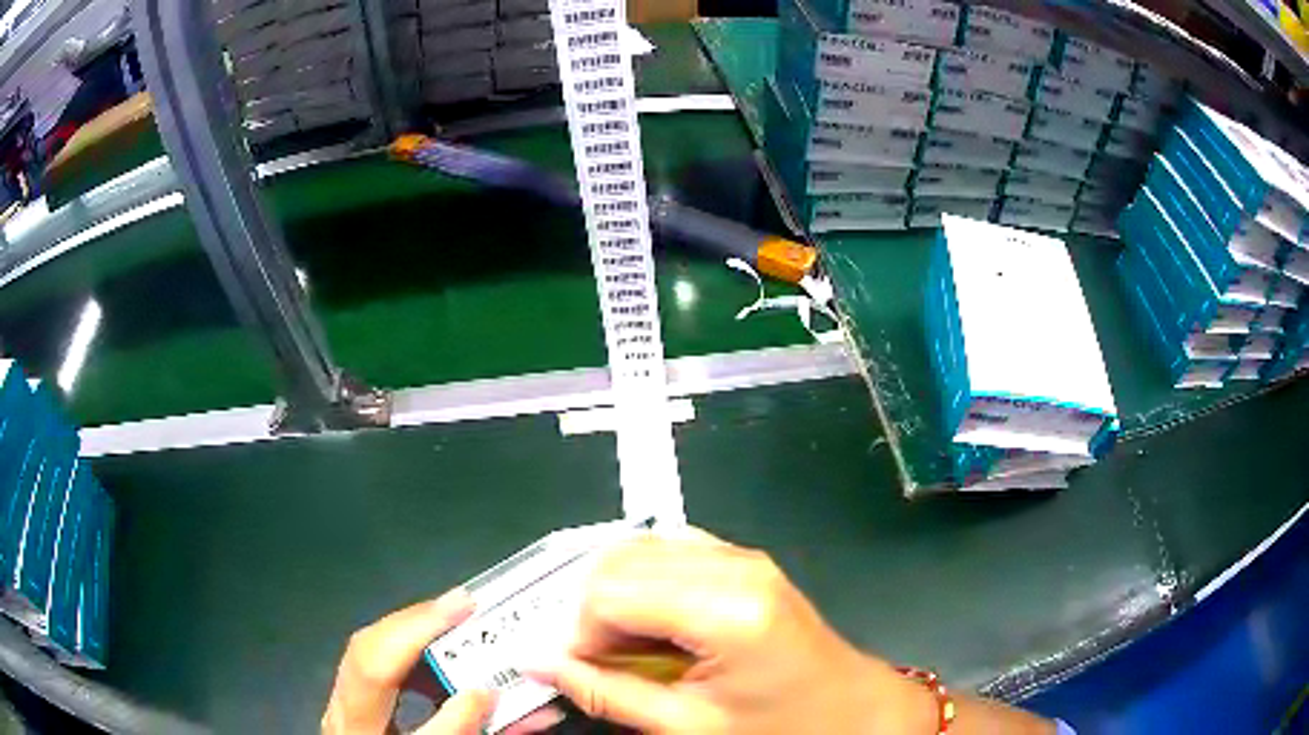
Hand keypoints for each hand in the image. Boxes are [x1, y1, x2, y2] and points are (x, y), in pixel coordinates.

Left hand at [322, 590, 495, 733]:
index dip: (418, 632)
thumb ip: (452, 730)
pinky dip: (404, 652)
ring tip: (451, 623)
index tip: (462, 606)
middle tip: (461, 606)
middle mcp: (342, 708)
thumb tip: (482, 690)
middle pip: (365, 649)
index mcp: (357, 724)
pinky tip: (432, 655)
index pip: (377, 665)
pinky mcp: (351, 705)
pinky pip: (372, 665)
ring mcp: (343, 705)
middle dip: (413, 621)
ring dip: (409, 632)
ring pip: (365, 651)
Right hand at [528, 532, 937, 733]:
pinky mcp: (743, 560)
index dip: (579, 633)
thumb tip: (540, 663)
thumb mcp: (689, 726)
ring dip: (615, 597)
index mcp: (726, 609)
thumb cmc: (781, 728)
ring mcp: (741, 556)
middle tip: (602, 663)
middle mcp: (733, 564)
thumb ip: (607, 693)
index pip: (610, 591)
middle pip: (617, 560)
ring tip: (629, 649)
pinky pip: (668, 552)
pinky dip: (643, 586)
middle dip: (591, 612)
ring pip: (637, 549)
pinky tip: (653, 627)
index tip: (582, 671)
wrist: (853, 711)